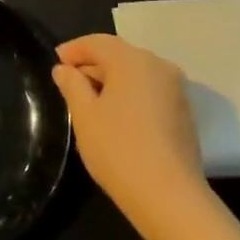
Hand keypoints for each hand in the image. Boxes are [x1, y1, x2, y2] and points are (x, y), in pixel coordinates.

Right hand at [53, 34, 205, 230]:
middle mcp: (159, 66)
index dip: (73, 50)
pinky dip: (130, 95)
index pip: (97, 42)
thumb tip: (64, 69)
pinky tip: (116, 117)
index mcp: (132, 60)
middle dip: (92, 65)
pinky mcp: (184, 112)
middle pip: (119, 55)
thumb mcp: (84, 116)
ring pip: (136, 73)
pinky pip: (150, 91)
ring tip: (90, 102)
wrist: (169, 196)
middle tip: (68, 83)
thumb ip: (72, 85)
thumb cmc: (118, 149)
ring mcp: (176, 89)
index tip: (55, 63)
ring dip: (112, 81)